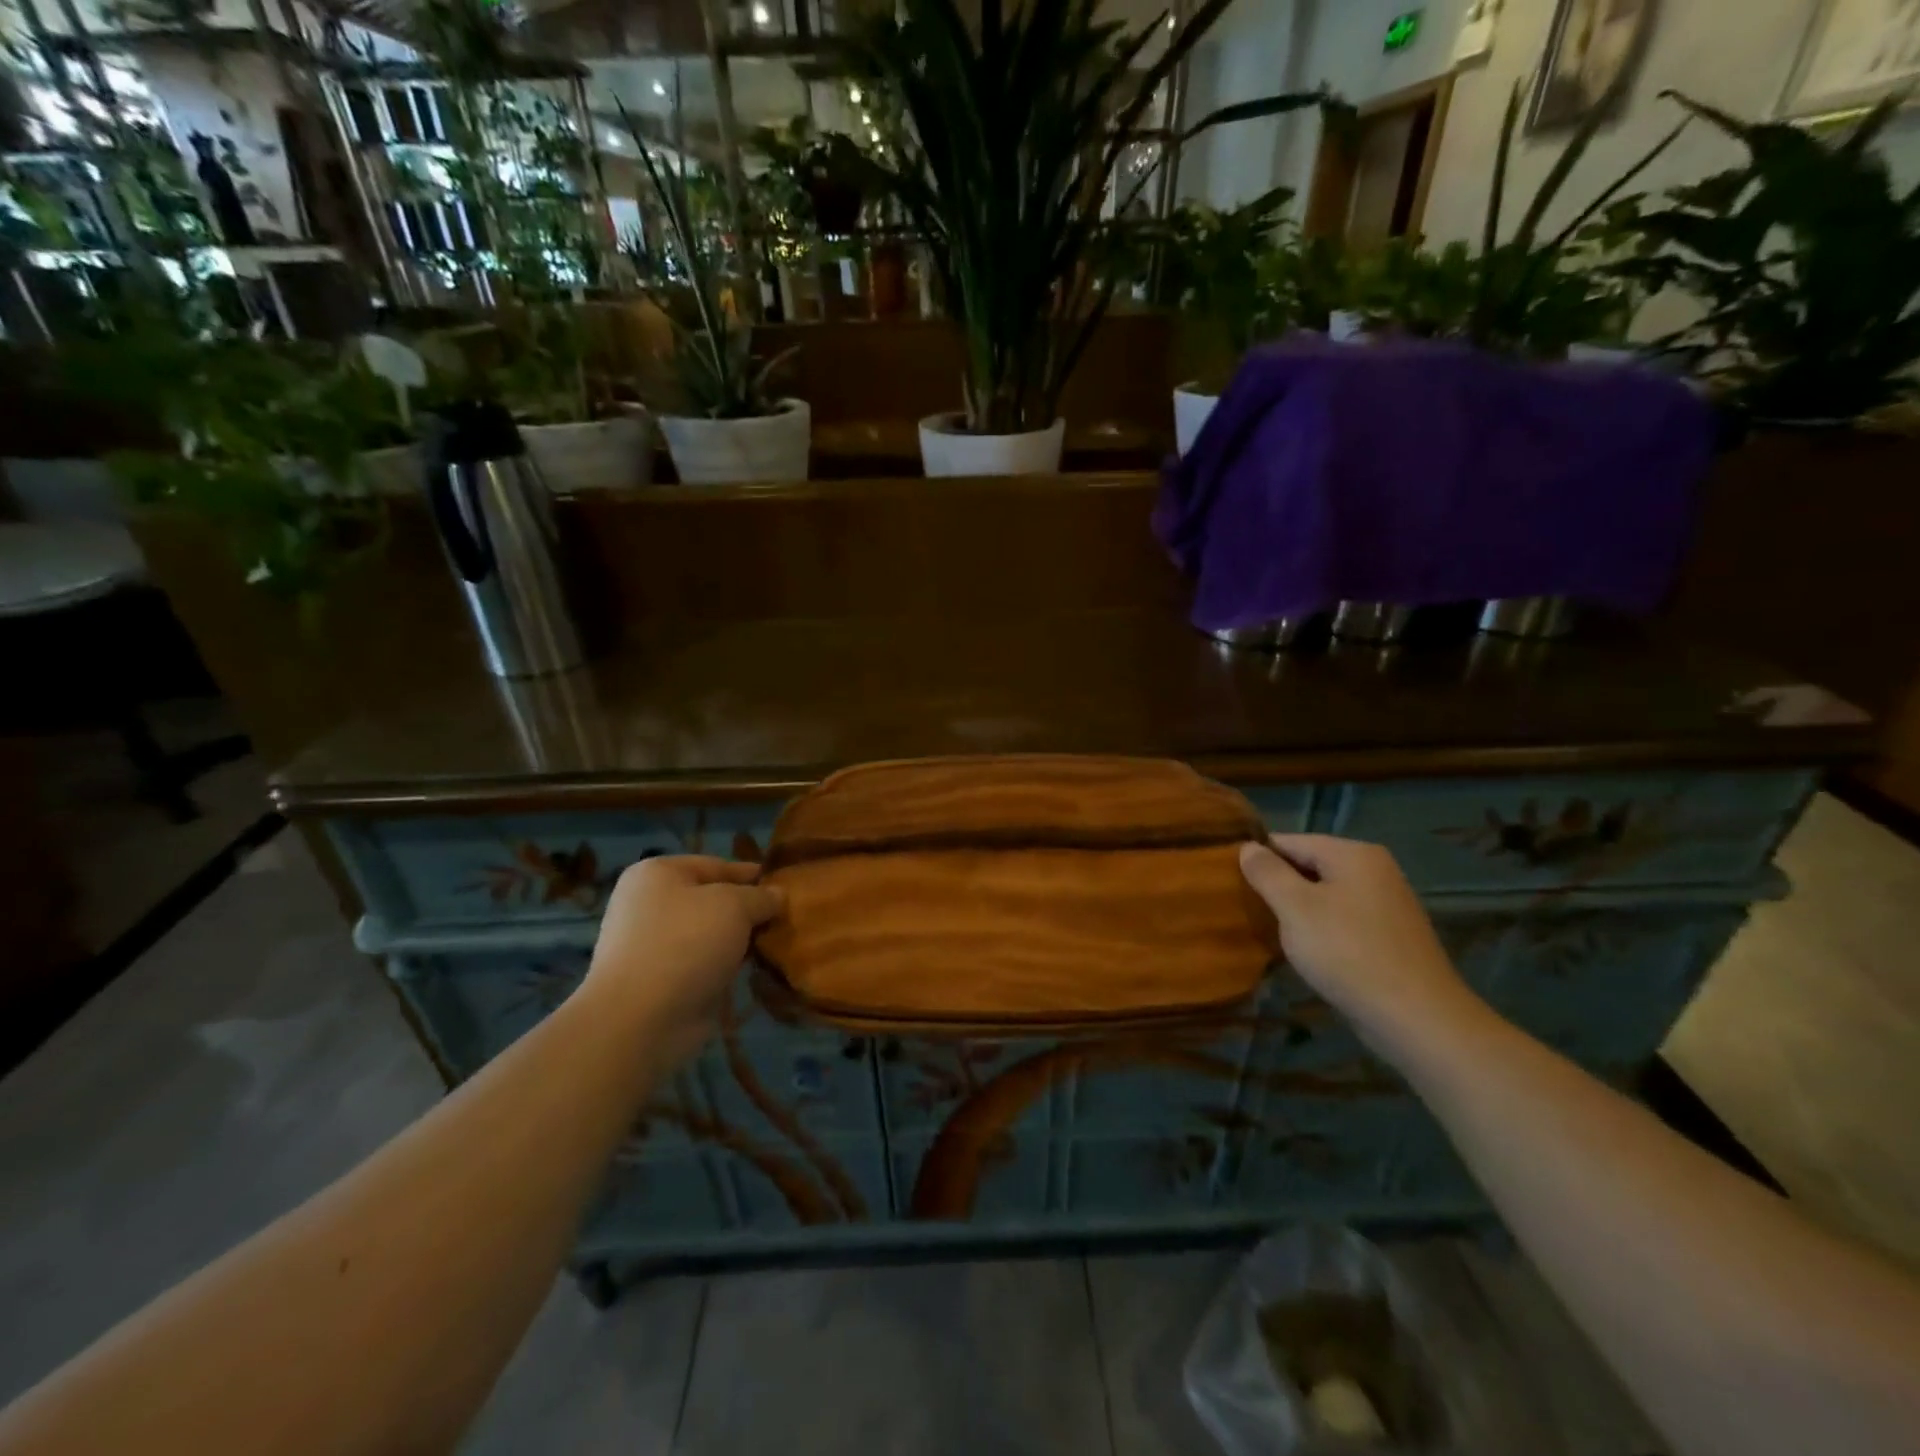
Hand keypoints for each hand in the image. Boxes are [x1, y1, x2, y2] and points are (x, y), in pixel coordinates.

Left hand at [584, 856, 783, 1064]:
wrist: (640, 1018)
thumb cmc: (686, 943)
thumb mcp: (734, 905)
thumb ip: (760, 896)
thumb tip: (778, 895)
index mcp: (658, 874)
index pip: (717, 865)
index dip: (752, 874)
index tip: (786, 884)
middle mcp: (651, 905)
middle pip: (713, 900)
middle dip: (749, 910)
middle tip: (788, 917)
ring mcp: (654, 945)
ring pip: (711, 933)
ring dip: (741, 940)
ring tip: (779, 942)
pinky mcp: (663, 980)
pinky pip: (705, 963)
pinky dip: (728, 965)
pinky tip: (757, 968)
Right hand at [1238, 834, 1486, 1065]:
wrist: (1417, 1018)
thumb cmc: (1347, 953)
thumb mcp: (1295, 908)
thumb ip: (1267, 873)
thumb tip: (1248, 847)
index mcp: (1354, 854)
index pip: (1290, 841)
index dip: (1258, 858)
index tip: (1231, 882)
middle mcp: (1376, 870)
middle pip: (1310, 866)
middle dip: (1278, 885)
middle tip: (1247, 909)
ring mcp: (1388, 903)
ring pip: (1326, 895)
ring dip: (1298, 910)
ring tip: (1272, 931)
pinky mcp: (1392, 936)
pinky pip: (1344, 919)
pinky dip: (1322, 929)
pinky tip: (1308, 951)